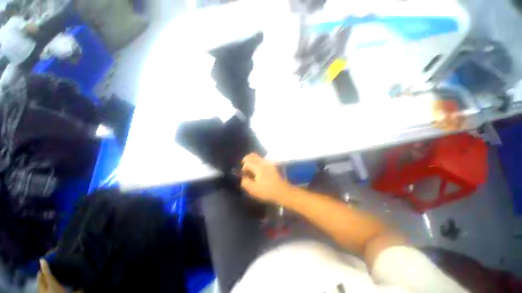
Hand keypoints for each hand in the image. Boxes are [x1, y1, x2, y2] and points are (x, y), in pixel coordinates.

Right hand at [241, 153, 292, 203]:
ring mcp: (269, 163)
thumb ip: (245, 182)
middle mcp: (264, 162)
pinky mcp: (273, 166)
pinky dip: (258, 163)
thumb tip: (243, 177)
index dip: (243, 168)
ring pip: (258, 157)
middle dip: (247, 160)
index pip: (247, 162)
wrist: (283, 192)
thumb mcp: (253, 189)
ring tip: (251, 170)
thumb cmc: (267, 191)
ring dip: (253, 161)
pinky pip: (263, 160)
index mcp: (258, 167)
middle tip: (245, 168)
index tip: (244, 175)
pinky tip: (259, 171)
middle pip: (252, 156)